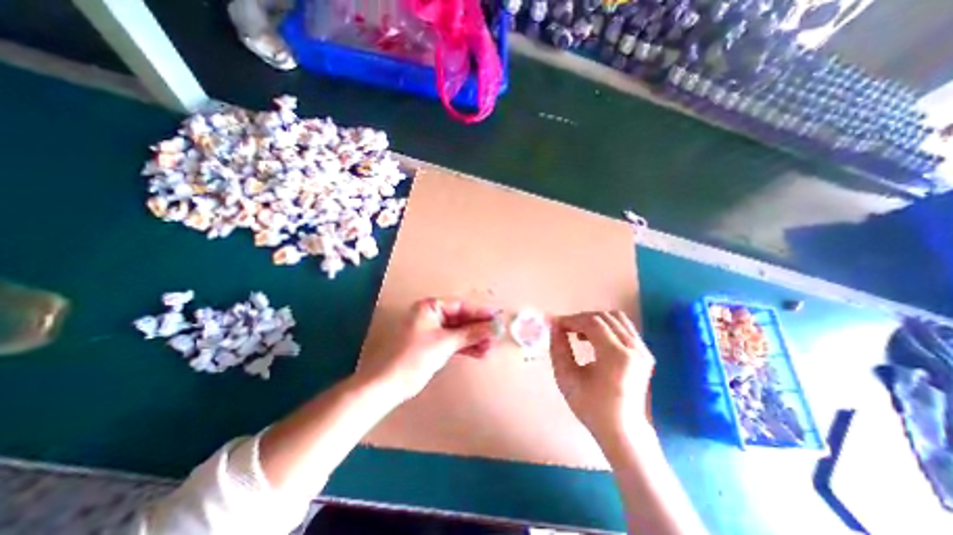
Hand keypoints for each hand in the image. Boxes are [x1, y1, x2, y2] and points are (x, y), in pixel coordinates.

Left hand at [355, 299, 498, 402]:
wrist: (390, 384)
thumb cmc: (415, 357)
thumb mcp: (445, 342)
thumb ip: (471, 333)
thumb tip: (494, 326)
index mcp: (430, 307)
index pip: (460, 305)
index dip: (480, 312)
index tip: (497, 317)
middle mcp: (431, 315)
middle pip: (461, 318)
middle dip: (478, 328)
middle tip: (495, 335)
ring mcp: (432, 331)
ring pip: (458, 331)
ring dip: (474, 338)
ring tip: (489, 347)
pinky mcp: (433, 345)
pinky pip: (453, 341)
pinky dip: (465, 346)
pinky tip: (479, 352)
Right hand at [552, 310, 656, 443]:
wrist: (623, 431)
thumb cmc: (592, 407)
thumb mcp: (567, 378)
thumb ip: (558, 348)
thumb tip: (554, 326)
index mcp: (616, 356)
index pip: (592, 323)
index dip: (571, 320)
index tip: (556, 325)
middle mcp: (634, 348)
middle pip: (604, 317)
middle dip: (581, 319)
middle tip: (565, 329)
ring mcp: (643, 350)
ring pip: (616, 318)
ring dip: (594, 321)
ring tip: (579, 334)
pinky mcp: (645, 354)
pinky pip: (624, 328)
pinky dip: (606, 327)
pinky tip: (594, 339)